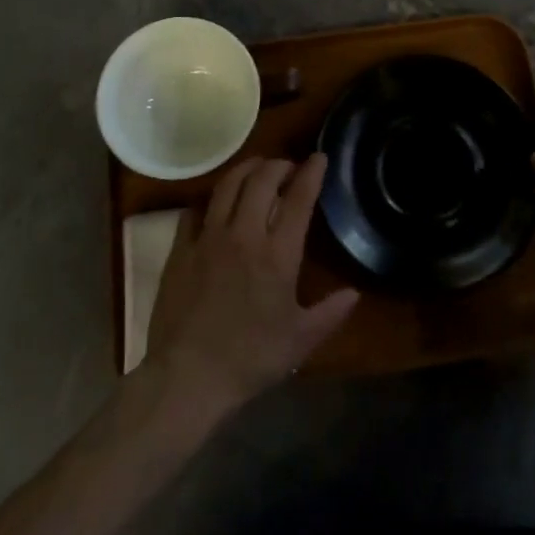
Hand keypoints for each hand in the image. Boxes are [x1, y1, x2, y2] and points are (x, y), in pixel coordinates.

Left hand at [144, 154, 358, 418]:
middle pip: (262, 180)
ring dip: (246, 169)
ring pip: (227, 185)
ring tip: (257, 169)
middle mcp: (243, 234)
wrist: (188, 376)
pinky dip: (210, 199)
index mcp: (277, 254)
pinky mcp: (180, 248)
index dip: (311, 173)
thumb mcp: (300, 341)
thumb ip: (330, 313)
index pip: (298, 199)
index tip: (319, 158)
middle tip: (288, 167)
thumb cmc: (250, 359)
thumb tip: (354, 293)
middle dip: (279, 165)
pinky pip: (195, 210)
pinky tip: (216, 203)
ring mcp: (208, 238)